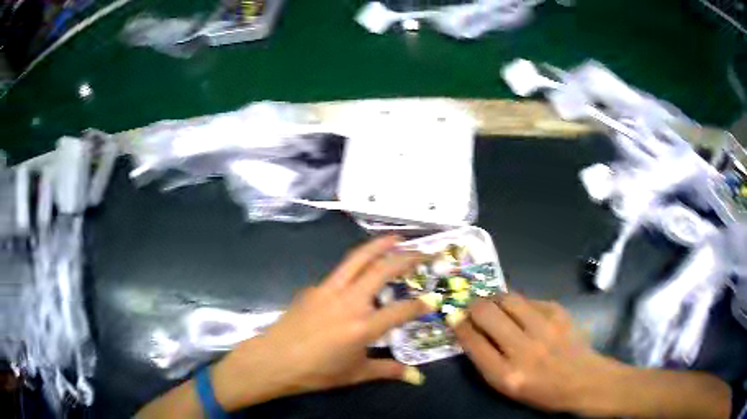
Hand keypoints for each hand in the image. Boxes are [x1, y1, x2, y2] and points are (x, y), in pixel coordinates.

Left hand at [211, 235, 431, 410]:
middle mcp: (349, 302)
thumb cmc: (315, 372)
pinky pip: (340, 272)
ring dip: (379, 246)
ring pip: (357, 259)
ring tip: (396, 238)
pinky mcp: (314, 287)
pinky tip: (359, 273)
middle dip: (406, 258)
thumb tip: (416, 377)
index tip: (432, 300)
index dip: (420, 305)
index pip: (402, 310)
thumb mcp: (355, 374)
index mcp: (363, 326)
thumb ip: (388, 371)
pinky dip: (356, 265)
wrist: (273, 360)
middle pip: (382, 270)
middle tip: (424, 252)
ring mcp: (329, 290)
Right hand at [452, 294, 620, 415]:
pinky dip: (519, 303)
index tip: (454, 318)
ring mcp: (544, 327)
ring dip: (494, 299)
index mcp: (507, 375)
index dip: (459, 326)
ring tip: (494, 304)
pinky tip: (521, 311)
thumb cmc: (542, 391)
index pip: (473, 342)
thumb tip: (470, 330)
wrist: (583, 380)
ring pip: (508, 298)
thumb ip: (487, 360)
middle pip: (487, 314)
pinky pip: (529, 299)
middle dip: (473, 307)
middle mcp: (524, 350)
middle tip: (472, 307)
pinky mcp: (558, 312)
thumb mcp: (508, 387)